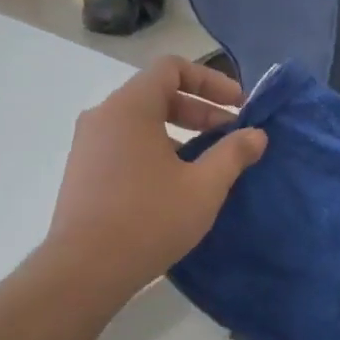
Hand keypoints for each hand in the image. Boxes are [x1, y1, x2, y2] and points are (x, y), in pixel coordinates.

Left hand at [47, 57, 267, 298]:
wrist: (84, 271)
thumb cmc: (149, 219)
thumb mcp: (204, 187)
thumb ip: (233, 154)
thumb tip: (256, 135)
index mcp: (130, 107)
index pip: (171, 68)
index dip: (211, 80)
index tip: (239, 106)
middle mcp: (103, 116)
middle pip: (157, 94)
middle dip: (200, 110)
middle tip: (232, 136)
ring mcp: (88, 145)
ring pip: (141, 122)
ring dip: (180, 133)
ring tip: (208, 163)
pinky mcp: (83, 172)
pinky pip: (126, 144)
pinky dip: (156, 150)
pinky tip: (176, 184)